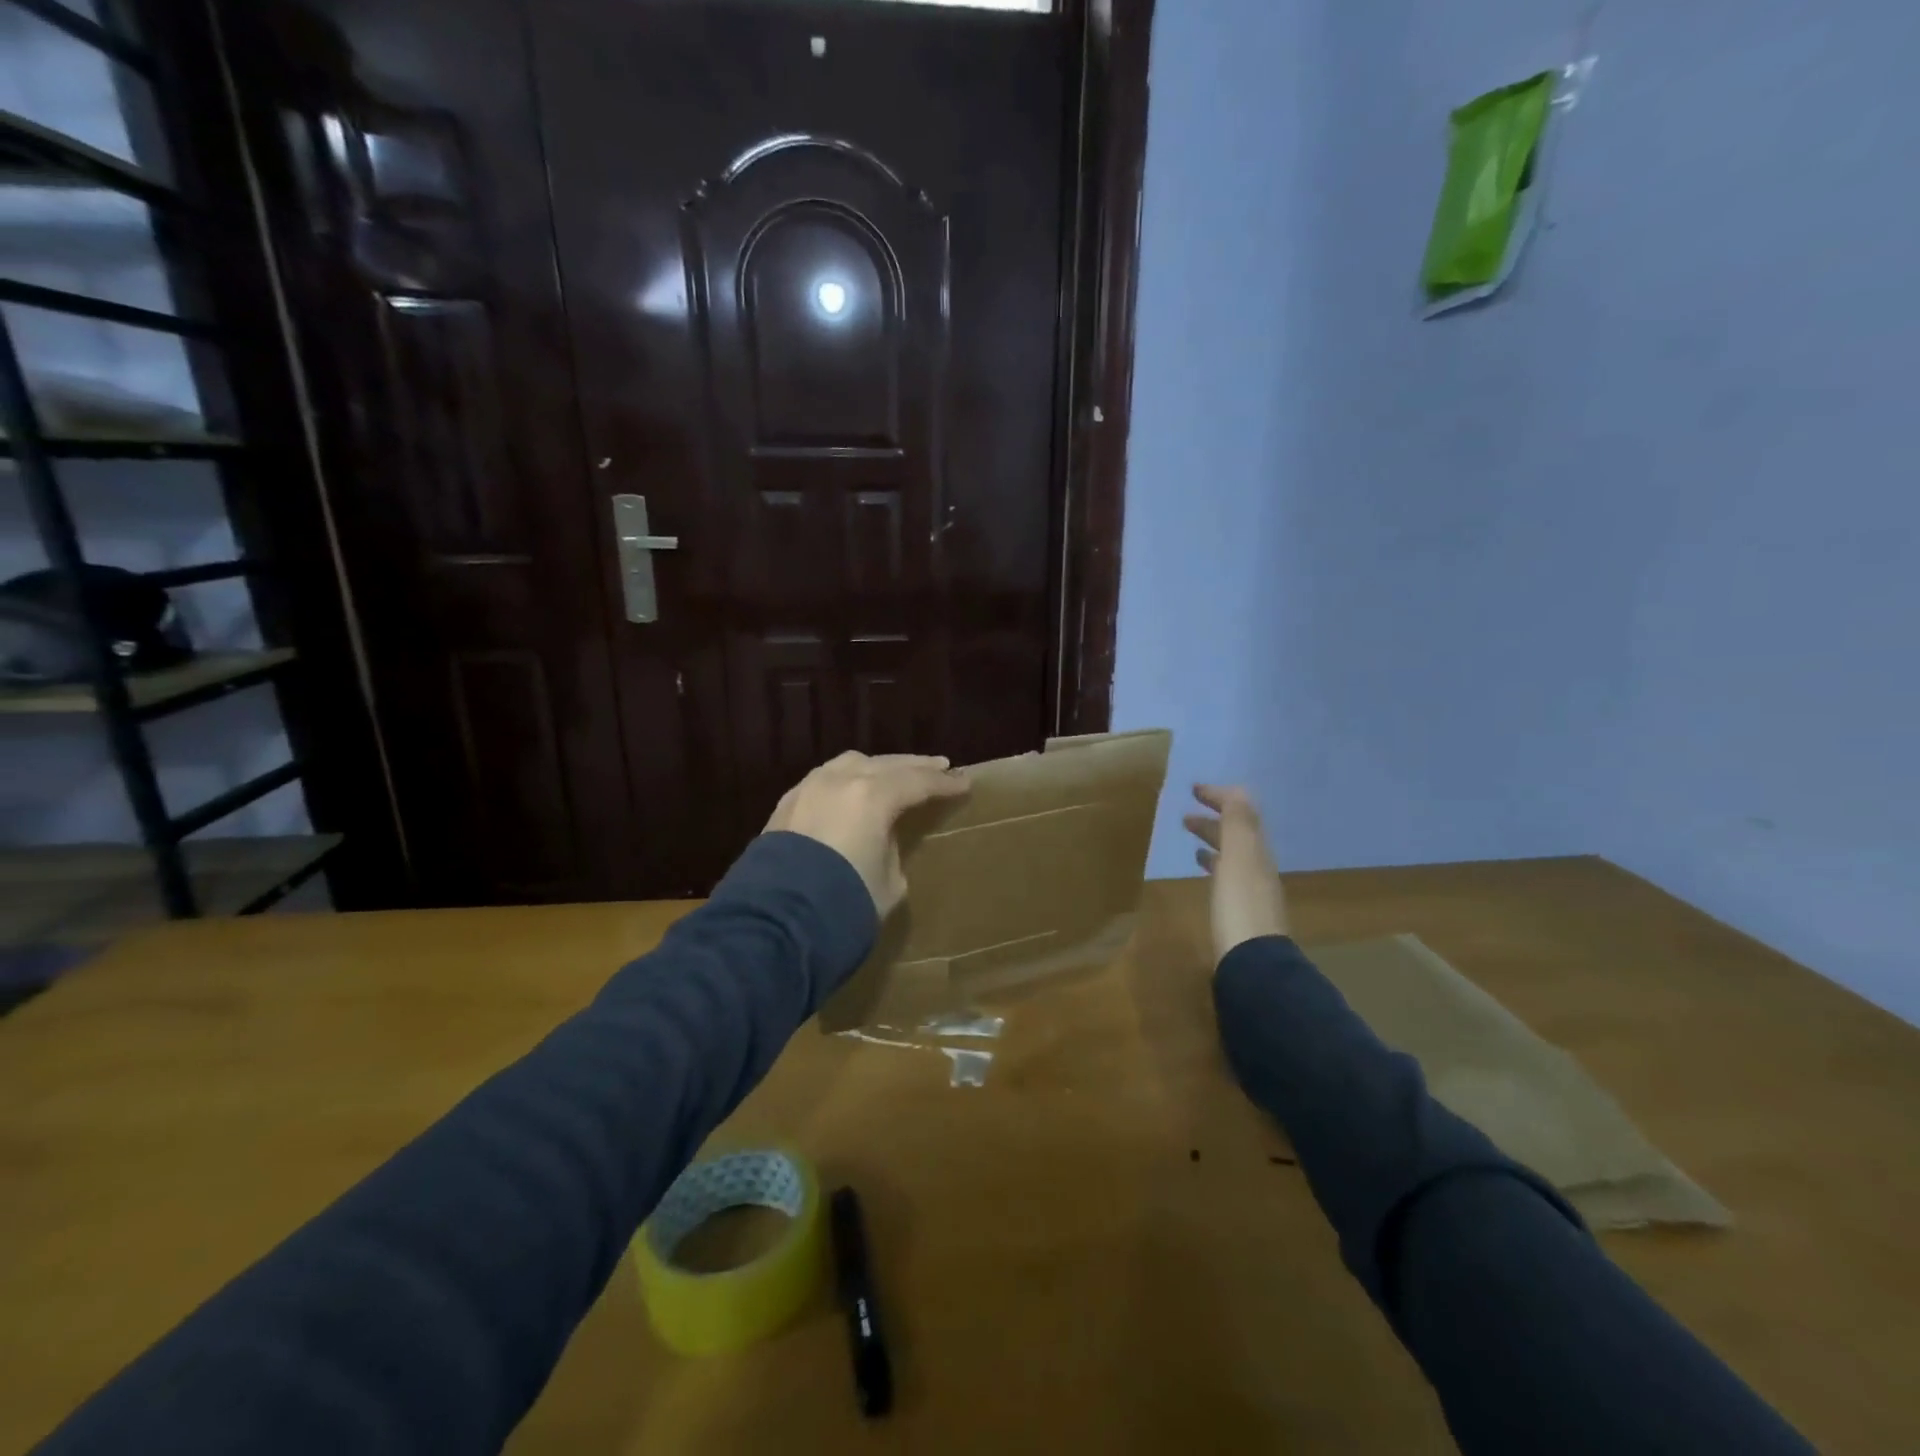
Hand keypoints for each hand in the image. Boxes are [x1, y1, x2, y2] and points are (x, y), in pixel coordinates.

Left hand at [766, 751, 969, 915]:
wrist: (776, 924)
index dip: (944, 784)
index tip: (964, 783)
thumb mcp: (889, 883)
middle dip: (915, 766)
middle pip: (887, 764)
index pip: (919, 782)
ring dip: (878, 767)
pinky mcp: (786, 803)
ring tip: (895, 772)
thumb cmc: (845, 904)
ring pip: (851, 763)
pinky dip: (847, 778)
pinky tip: (852, 787)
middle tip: (939, 766)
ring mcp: (809, 788)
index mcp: (873, 797)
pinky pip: (825, 778)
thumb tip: (881, 838)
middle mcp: (841, 781)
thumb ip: (891, 850)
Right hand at [1183, 784, 1289, 960]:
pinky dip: (1214, 864)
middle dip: (1215, 818)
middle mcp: (1259, 866)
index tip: (1194, 789)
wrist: (1252, 964)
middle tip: (1185, 815)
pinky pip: (1228, 875)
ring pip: (1233, 854)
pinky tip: (1202, 871)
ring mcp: (1252, 890)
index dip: (1220, 797)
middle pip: (1239, 834)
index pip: (1242, 813)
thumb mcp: (1238, 857)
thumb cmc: (1239, 906)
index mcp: (1257, 850)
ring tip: (1191, 838)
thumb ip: (1238, 822)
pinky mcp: (1242, 911)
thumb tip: (1236, 789)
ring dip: (1213, 840)